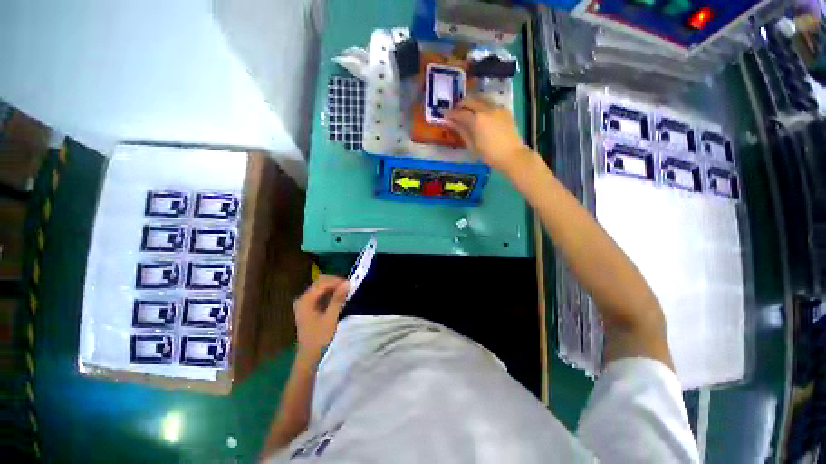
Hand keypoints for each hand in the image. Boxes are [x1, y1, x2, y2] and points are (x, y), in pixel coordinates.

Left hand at [293, 275, 348, 358]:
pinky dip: (330, 292)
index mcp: (306, 300)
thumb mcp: (331, 318)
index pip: (322, 282)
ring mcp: (305, 301)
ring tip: (345, 291)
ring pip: (321, 286)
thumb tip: (347, 283)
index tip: (350, 284)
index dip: (336, 281)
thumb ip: (338, 299)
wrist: (309, 355)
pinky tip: (339, 297)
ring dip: (333, 286)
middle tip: (348, 287)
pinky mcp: (309, 305)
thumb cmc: (319, 337)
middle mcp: (303, 298)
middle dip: (335, 282)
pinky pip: (320, 293)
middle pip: (320, 282)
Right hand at [446, 97, 532, 175]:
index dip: (451, 113)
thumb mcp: (472, 145)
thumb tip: (451, 122)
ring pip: (481, 98)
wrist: (512, 155)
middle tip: (455, 111)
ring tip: (468, 110)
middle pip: (470, 100)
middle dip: (461, 104)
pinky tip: (481, 113)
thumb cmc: (489, 154)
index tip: (445, 115)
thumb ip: (461, 131)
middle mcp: (486, 109)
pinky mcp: (505, 110)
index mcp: (476, 119)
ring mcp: (497, 107)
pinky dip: (482, 105)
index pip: (460, 112)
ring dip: (472, 102)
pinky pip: (490, 102)